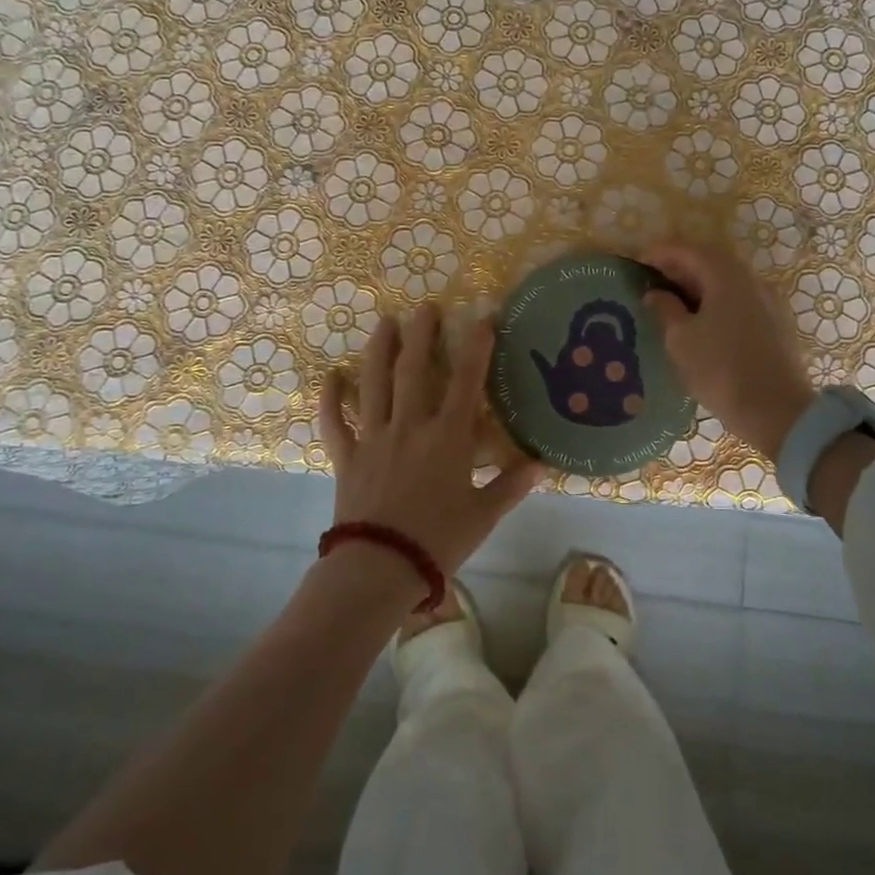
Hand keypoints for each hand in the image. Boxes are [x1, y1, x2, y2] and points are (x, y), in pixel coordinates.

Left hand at [319, 303, 543, 575]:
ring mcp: (374, 437)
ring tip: (385, 322)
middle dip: (422, 334)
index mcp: (448, 437)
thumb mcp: (483, 515)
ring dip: (380, 350)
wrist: (380, 567)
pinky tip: (331, 376)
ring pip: (375, 384)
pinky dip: (331, 399)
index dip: (478, 346)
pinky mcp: (348, 456)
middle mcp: (410, 426)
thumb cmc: (438, 540)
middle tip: (426, 306)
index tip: (484, 316)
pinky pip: (335, 422)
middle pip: (415, 369)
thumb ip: (512, 485)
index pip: (468, 381)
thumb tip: (543, 465)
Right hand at [640, 242, 816, 461]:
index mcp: (726, 276)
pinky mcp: (774, 324)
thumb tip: (655, 293)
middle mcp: (750, 280)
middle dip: (679, 267)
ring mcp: (767, 302)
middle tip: (652, 280)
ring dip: (698, 285)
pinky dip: (715, 301)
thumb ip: (665, 309)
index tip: (638, 262)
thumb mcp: (681, 340)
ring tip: (672, 302)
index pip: (688, 250)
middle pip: (710, 261)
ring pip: (726, 282)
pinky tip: (700, 321)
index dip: (660, 252)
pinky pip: (738, 300)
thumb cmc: (720, 370)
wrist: (776, 411)